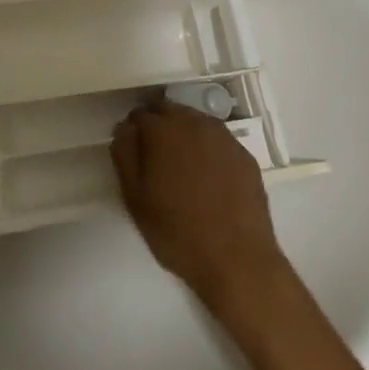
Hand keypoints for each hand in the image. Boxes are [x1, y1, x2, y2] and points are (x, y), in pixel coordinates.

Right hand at [112, 101, 286, 308]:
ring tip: (182, 167)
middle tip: (155, 158)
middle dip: (158, 126)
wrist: (237, 259)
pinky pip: (217, 140)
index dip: (133, 131)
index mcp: (163, 131)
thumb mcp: (135, 199)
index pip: (140, 114)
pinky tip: (208, 177)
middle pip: (169, 111)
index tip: (134, 153)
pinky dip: (207, 148)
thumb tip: (125, 129)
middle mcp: (194, 123)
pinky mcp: (243, 154)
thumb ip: (125, 156)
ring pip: (195, 122)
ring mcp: (223, 137)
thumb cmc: (177, 232)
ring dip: (184, 134)